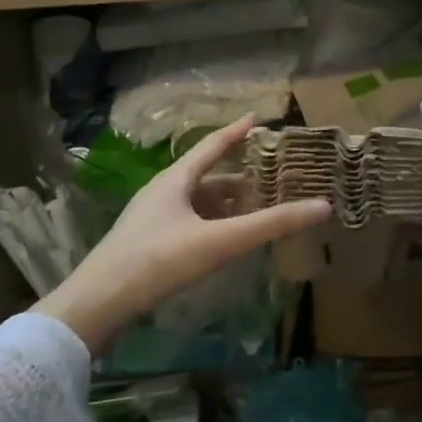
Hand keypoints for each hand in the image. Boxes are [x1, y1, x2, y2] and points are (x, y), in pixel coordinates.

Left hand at [37, 116, 329, 349]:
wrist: (98, 304)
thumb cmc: (159, 260)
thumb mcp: (221, 241)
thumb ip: (271, 225)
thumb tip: (322, 206)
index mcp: (175, 180)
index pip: (212, 146)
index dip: (237, 132)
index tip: (259, 118)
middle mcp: (163, 193)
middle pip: (207, 177)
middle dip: (240, 177)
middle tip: (273, 179)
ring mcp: (152, 220)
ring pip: (198, 203)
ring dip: (227, 205)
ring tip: (257, 211)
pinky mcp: (149, 245)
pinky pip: (190, 225)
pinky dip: (213, 226)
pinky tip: (227, 242)